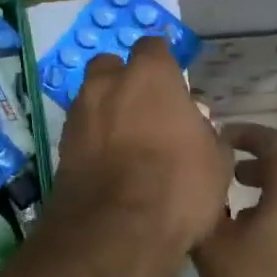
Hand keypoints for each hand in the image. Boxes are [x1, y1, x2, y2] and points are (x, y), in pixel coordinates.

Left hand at [53, 37, 231, 253]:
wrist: (118, 230)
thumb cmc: (178, 186)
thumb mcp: (215, 160)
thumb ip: (203, 132)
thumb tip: (193, 126)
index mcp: (150, 76)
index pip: (152, 47)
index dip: (162, 63)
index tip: (172, 83)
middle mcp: (107, 84)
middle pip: (111, 66)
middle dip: (123, 80)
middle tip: (143, 109)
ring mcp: (79, 114)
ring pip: (91, 97)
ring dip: (105, 109)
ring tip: (124, 139)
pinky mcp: (61, 145)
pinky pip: (80, 129)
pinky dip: (92, 138)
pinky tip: (108, 162)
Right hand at [193, 123, 276, 276]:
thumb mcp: (215, 247)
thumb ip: (203, 210)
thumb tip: (196, 191)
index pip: (271, 139)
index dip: (244, 134)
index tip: (219, 138)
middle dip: (256, 165)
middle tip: (225, 175)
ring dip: (271, 193)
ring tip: (239, 211)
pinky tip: (263, 243)